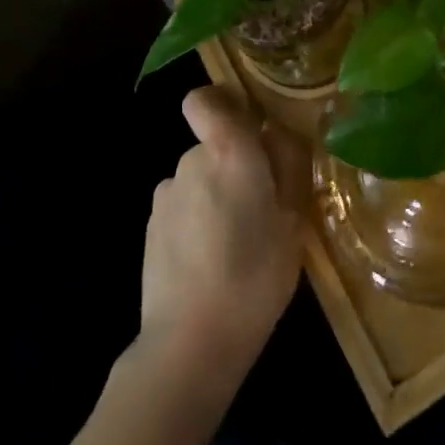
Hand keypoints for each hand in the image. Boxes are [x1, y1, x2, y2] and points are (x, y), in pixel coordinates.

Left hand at [139, 87, 306, 388]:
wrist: (189, 344)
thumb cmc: (254, 276)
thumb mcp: (294, 222)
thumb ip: (289, 166)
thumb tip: (278, 134)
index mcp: (229, 151)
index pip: (205, 100)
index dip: (220, 104)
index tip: (246, 127)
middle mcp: (191, 161)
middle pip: (212, 146)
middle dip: (233, 166)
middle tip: (261, 209)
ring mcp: (166, 195)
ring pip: (198, 180)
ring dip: (214, 197)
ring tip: (236, 245)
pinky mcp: (151, 229)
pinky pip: (182, 209)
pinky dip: (195, 224)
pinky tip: (210, 265)